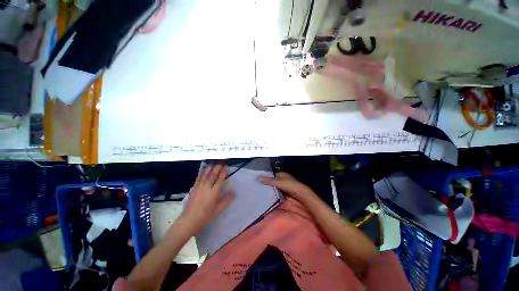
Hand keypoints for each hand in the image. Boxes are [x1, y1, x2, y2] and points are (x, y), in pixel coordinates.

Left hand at [179, 164, 234, 234]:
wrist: (189, 221)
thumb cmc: (205, 216)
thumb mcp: (218, 210)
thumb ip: (226, 200)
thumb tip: (234, 192)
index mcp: (213, 192)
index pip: (220, 179)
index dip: (223, 172)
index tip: (226, 166)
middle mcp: (206, 187)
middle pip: (213, 175)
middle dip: (217, 167)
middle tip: (221, 161)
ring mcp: (199, 187)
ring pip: (205, 175)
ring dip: (210, 168)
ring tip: (213, 162)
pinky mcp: (193, 188)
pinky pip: (198, 178)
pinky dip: (202, 172)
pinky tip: (203, 169)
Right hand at [258, 172, 315, 201]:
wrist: (301, 194)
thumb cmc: (290, 185)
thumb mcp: (278, 182)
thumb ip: (269, 180)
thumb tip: (258, 177)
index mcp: (282, 174)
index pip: (272, 174)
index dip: (266, 176)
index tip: (259, 179)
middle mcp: (283, 179)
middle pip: (273, 181)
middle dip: (268, 183)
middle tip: (259, 186)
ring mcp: (285, 186)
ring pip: (276, 187)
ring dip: (271, 189)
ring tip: (262, 191)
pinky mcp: (286, 192)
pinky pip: (278, 192)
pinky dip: (274, 193)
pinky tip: (269, 196)